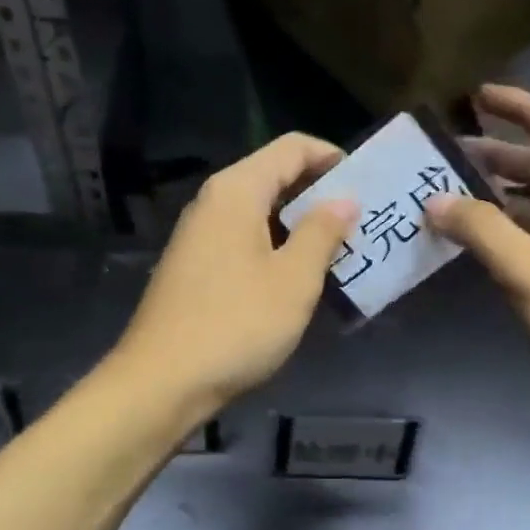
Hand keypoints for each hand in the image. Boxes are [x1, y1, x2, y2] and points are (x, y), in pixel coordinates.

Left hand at [114, 133, 357, 417]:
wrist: (161, 382)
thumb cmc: (236, 324)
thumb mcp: (293, 279)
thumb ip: (322, 232)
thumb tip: (344, 199)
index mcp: (237, 191)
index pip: (292, 147)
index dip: (332, 157)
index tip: (367, 183)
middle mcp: (213, 202)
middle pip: (273, 176)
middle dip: (319, 193)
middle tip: (362, 220)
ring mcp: (198, 236)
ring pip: (259, 211)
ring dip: (299, 224)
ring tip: (340, 250)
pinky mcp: (193, 267)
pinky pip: (243, 239)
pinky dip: (275, 246)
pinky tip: (298, 278)